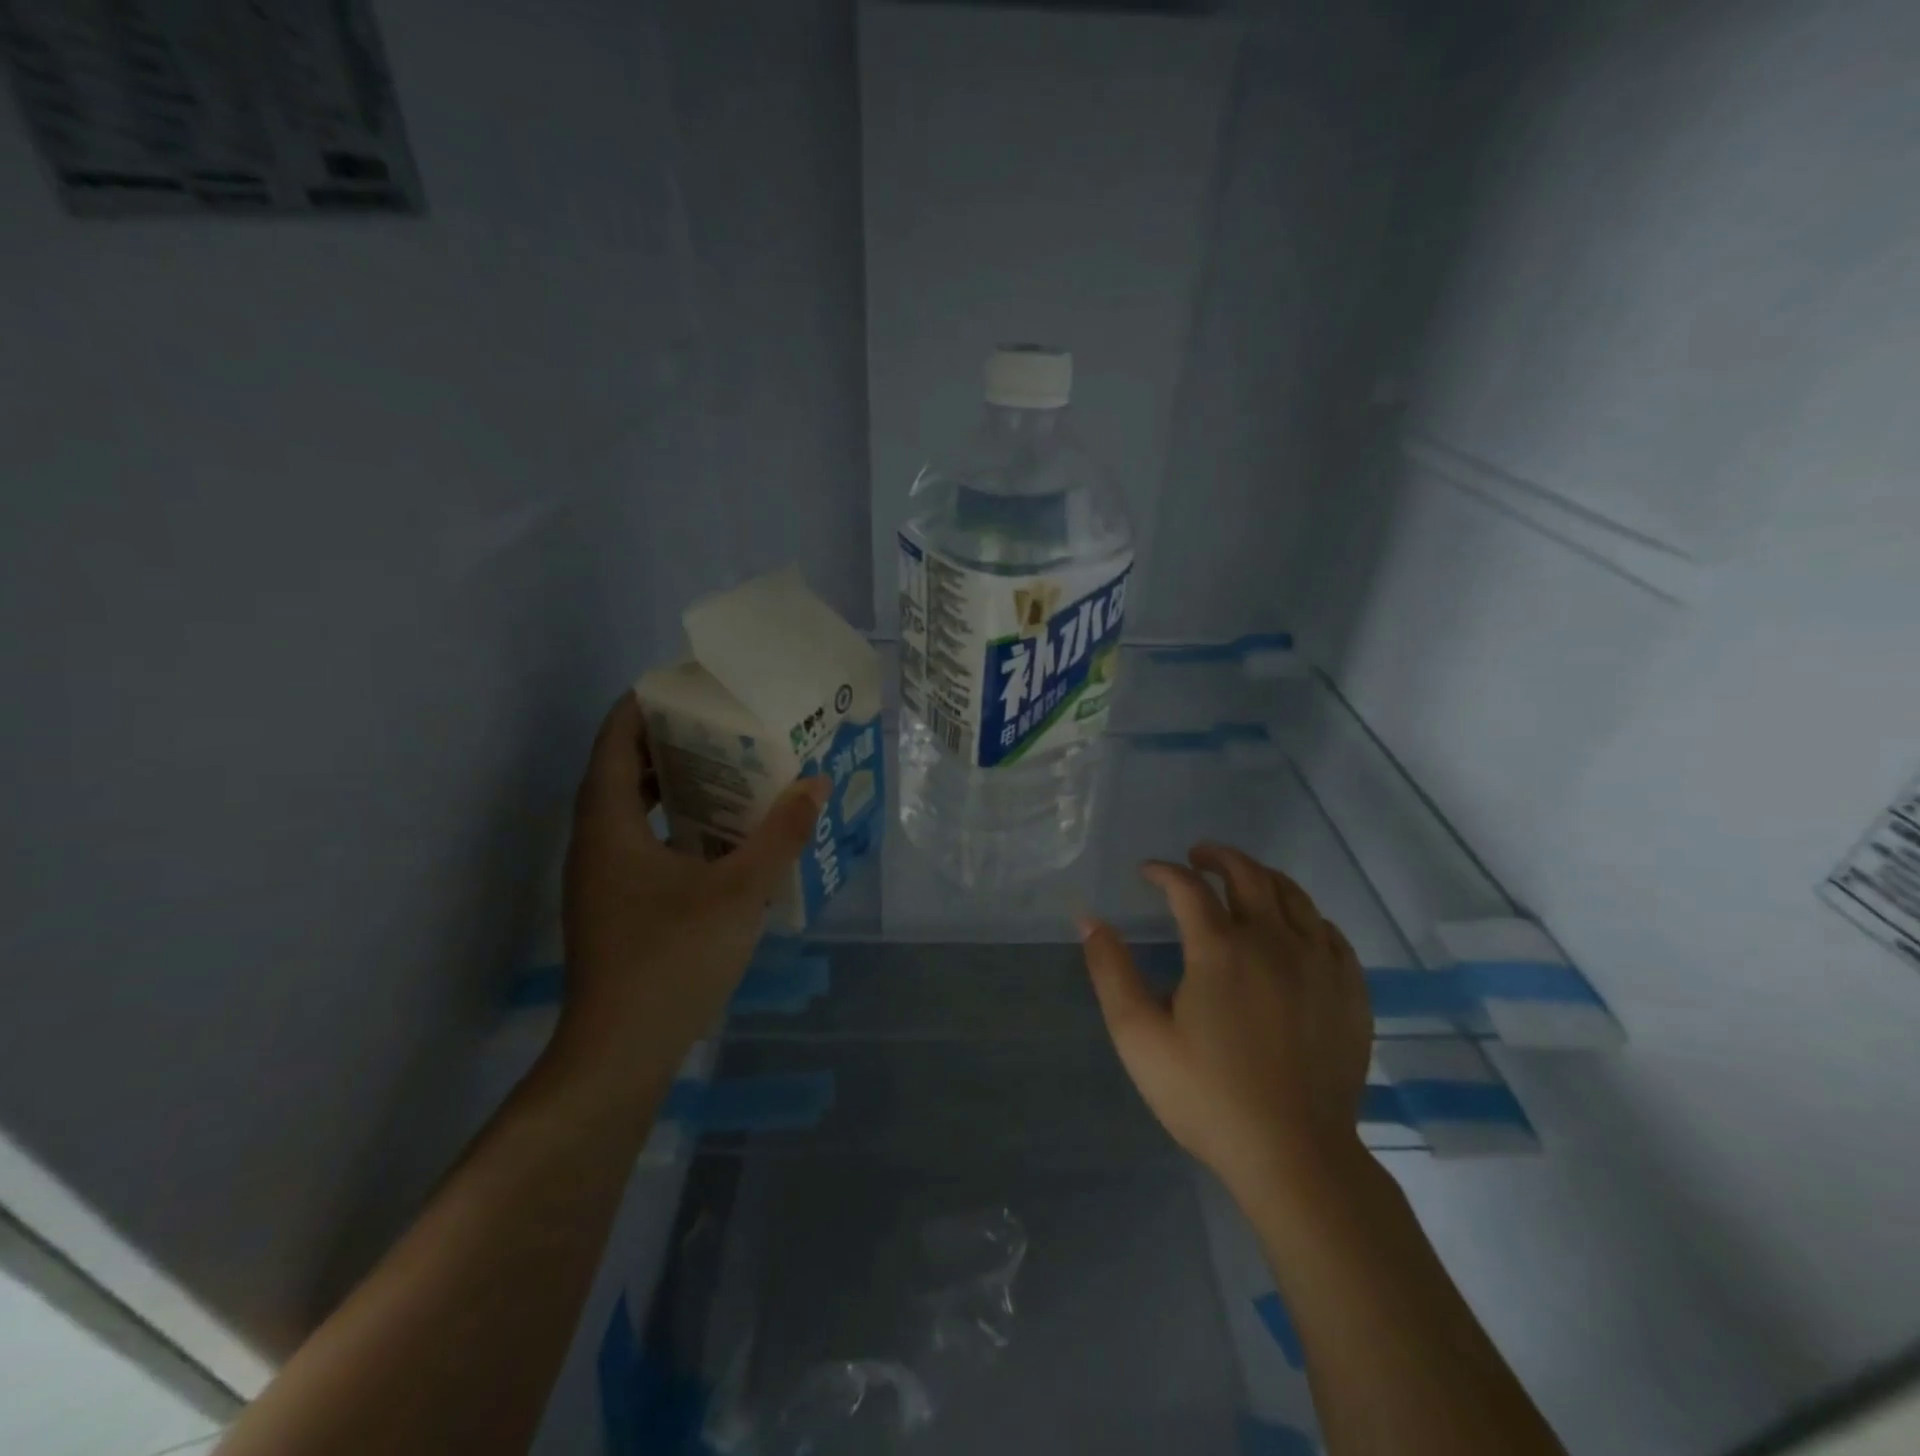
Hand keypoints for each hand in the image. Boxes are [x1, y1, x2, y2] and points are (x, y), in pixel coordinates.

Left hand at [558, 692, 828, 1078]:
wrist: (619, 1055)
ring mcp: (602, 878)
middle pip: (624, 769)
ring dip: (675, 784)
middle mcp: (596, 842)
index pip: (615, 739)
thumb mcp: (738, 892)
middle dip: (670, 741)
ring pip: (633, 809)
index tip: (688, 684)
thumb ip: (780, 836)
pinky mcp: (616, 905)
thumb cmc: (671, 960)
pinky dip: (677, 824)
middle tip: (725, 723)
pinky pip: (643, 841)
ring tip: (731, 767)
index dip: (644, 703)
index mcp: (608, 824)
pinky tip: (723, 834)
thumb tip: (816, 783)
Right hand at [1079, 843, 1372, 1202]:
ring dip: (1262, 877)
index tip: (1146, 872)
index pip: (1188, 887)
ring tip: (1243, 879)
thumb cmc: (1207, 1096)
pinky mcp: (1350, 991)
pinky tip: (1294, 928)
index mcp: (1220, 949)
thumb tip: (1089, 920)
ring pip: (1294, 895)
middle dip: (1218, 856)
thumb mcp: (1139, 1036)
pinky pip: (1330, 932)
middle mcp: (1273, 941)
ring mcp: (1319, 964)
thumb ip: (1111, 972)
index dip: (1163, 872)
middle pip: (1248, 875)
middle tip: (1197, 855)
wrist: (1294, 1156)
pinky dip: (1305, 916)